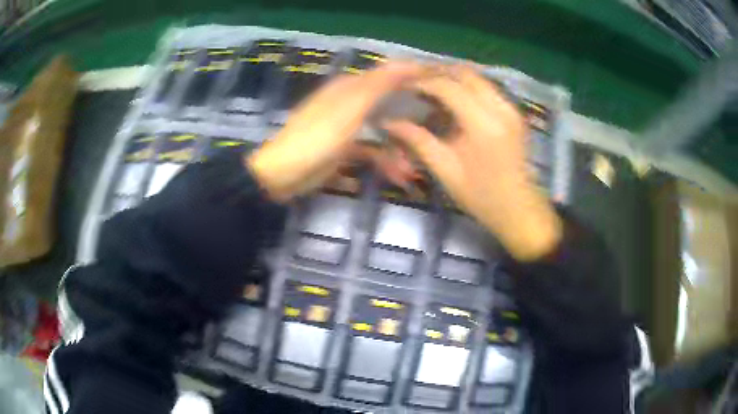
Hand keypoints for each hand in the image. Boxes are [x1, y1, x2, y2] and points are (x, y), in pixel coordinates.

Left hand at [247, 62, 425, 202]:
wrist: (281, 175)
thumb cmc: (316, 139)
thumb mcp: (350, 108)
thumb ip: (378, 85)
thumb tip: (407, 62)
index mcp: (350, 88)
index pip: (389, 75)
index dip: (413, 78)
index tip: (440, 86)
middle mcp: (350, 103)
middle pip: (389, 104)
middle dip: (411, 119)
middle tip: (435, 131)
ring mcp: (347, 128)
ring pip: (382, 132)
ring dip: (398, 149)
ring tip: (413, 170)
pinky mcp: (344, 150)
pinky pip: (371, 152)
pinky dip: (383, 163)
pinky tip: (397, 176)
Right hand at [385, 66, 562, 260]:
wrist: (519, 209)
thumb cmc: (481, 196)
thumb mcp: (445, 170)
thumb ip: (418, 140)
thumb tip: (389, 122)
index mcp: (482, 123)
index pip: (447, 86)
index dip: (422, 82)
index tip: (402, 86)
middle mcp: (500, 107)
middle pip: (465, 73)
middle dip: (438, 73)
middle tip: (416, 83)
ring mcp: (510, 108)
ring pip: (478, 77)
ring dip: (453, 77)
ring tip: (432, 88)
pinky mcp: (514, 112)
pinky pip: (487, 88)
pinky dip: (468, 86)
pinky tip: (454, 99)